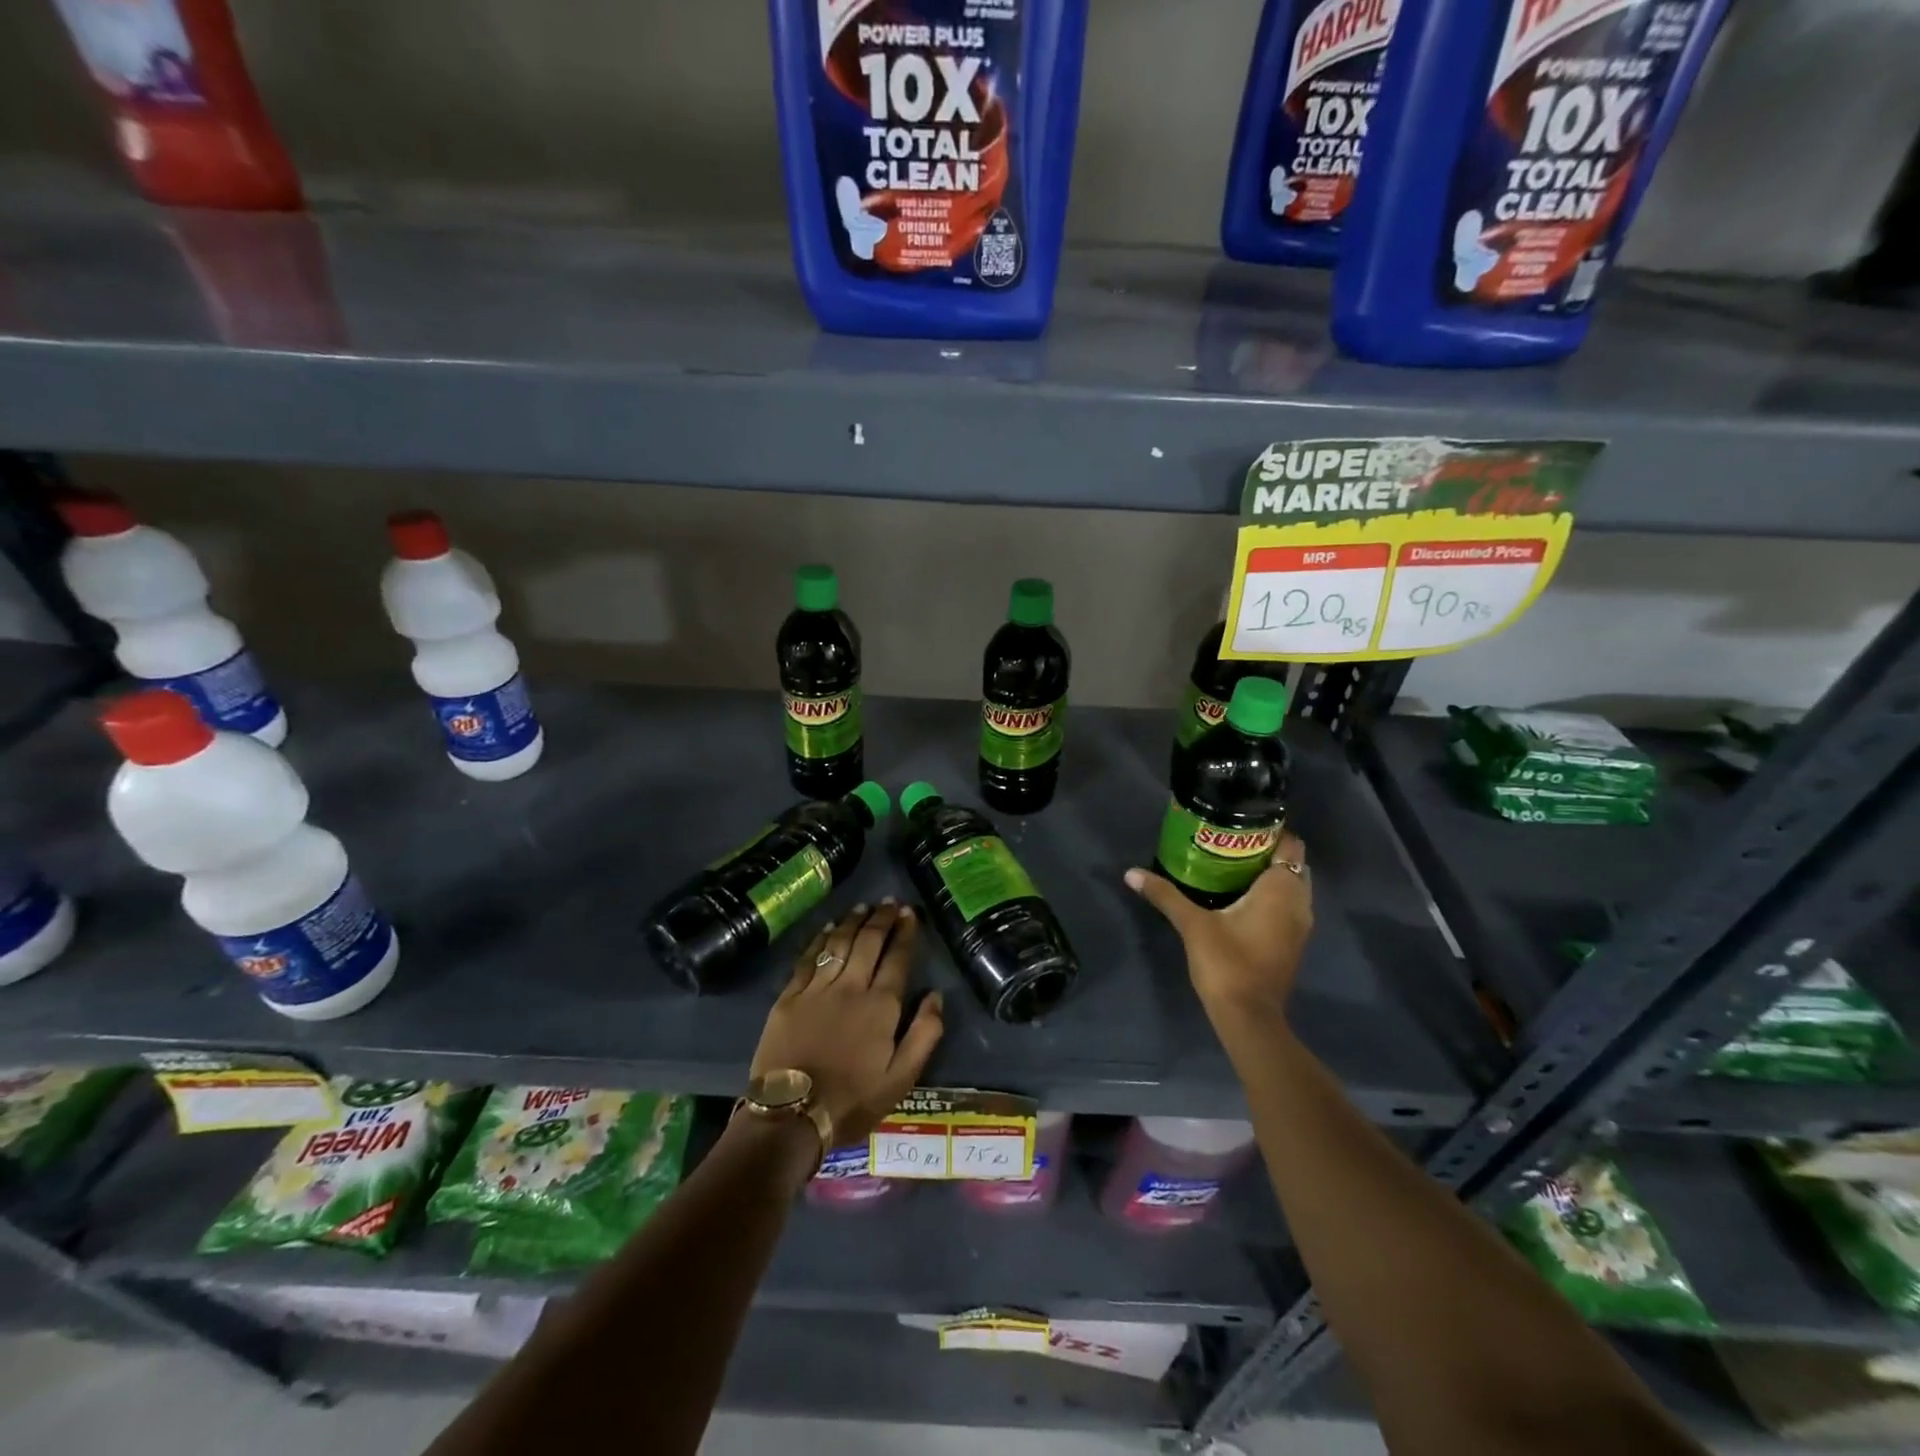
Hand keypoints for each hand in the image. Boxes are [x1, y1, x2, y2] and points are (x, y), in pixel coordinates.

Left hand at [749, 900, 944, 1151]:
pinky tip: (828, 928)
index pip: (897, 958)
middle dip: (882, 918)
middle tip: (890, 902)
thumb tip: (935, 996)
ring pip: (838, 943)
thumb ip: (924, 1034)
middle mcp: (850, 987)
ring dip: (853, 921)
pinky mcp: (789, 997)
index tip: (910, 913)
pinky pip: (808, 958)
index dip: (905, 933)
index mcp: (881, 1006)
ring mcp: (816, 989)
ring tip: (863, 906)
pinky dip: (820, 938)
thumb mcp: (901, 1079)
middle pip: (868, 942)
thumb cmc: (852, 1100)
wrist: (790, 1116)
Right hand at [1125, 830, 1313, 1015]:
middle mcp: (1299, 902)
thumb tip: (1131, 873)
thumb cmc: (1227, 962)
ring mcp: (1299, 926)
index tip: (1240, 824)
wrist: (1248, 1017)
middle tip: (1230, 844)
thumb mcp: (1192, 924)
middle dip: (1267, 851)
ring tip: (1231, 866)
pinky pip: (1287, 906)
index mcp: (1282, 889)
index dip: (1270, 830)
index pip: (1291, 843)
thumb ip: (1165, 894)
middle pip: (1292, 863)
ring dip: (1269, 875)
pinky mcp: (1292, 944)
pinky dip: (1270, 897)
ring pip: (1291, 887)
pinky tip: (1239, 898)